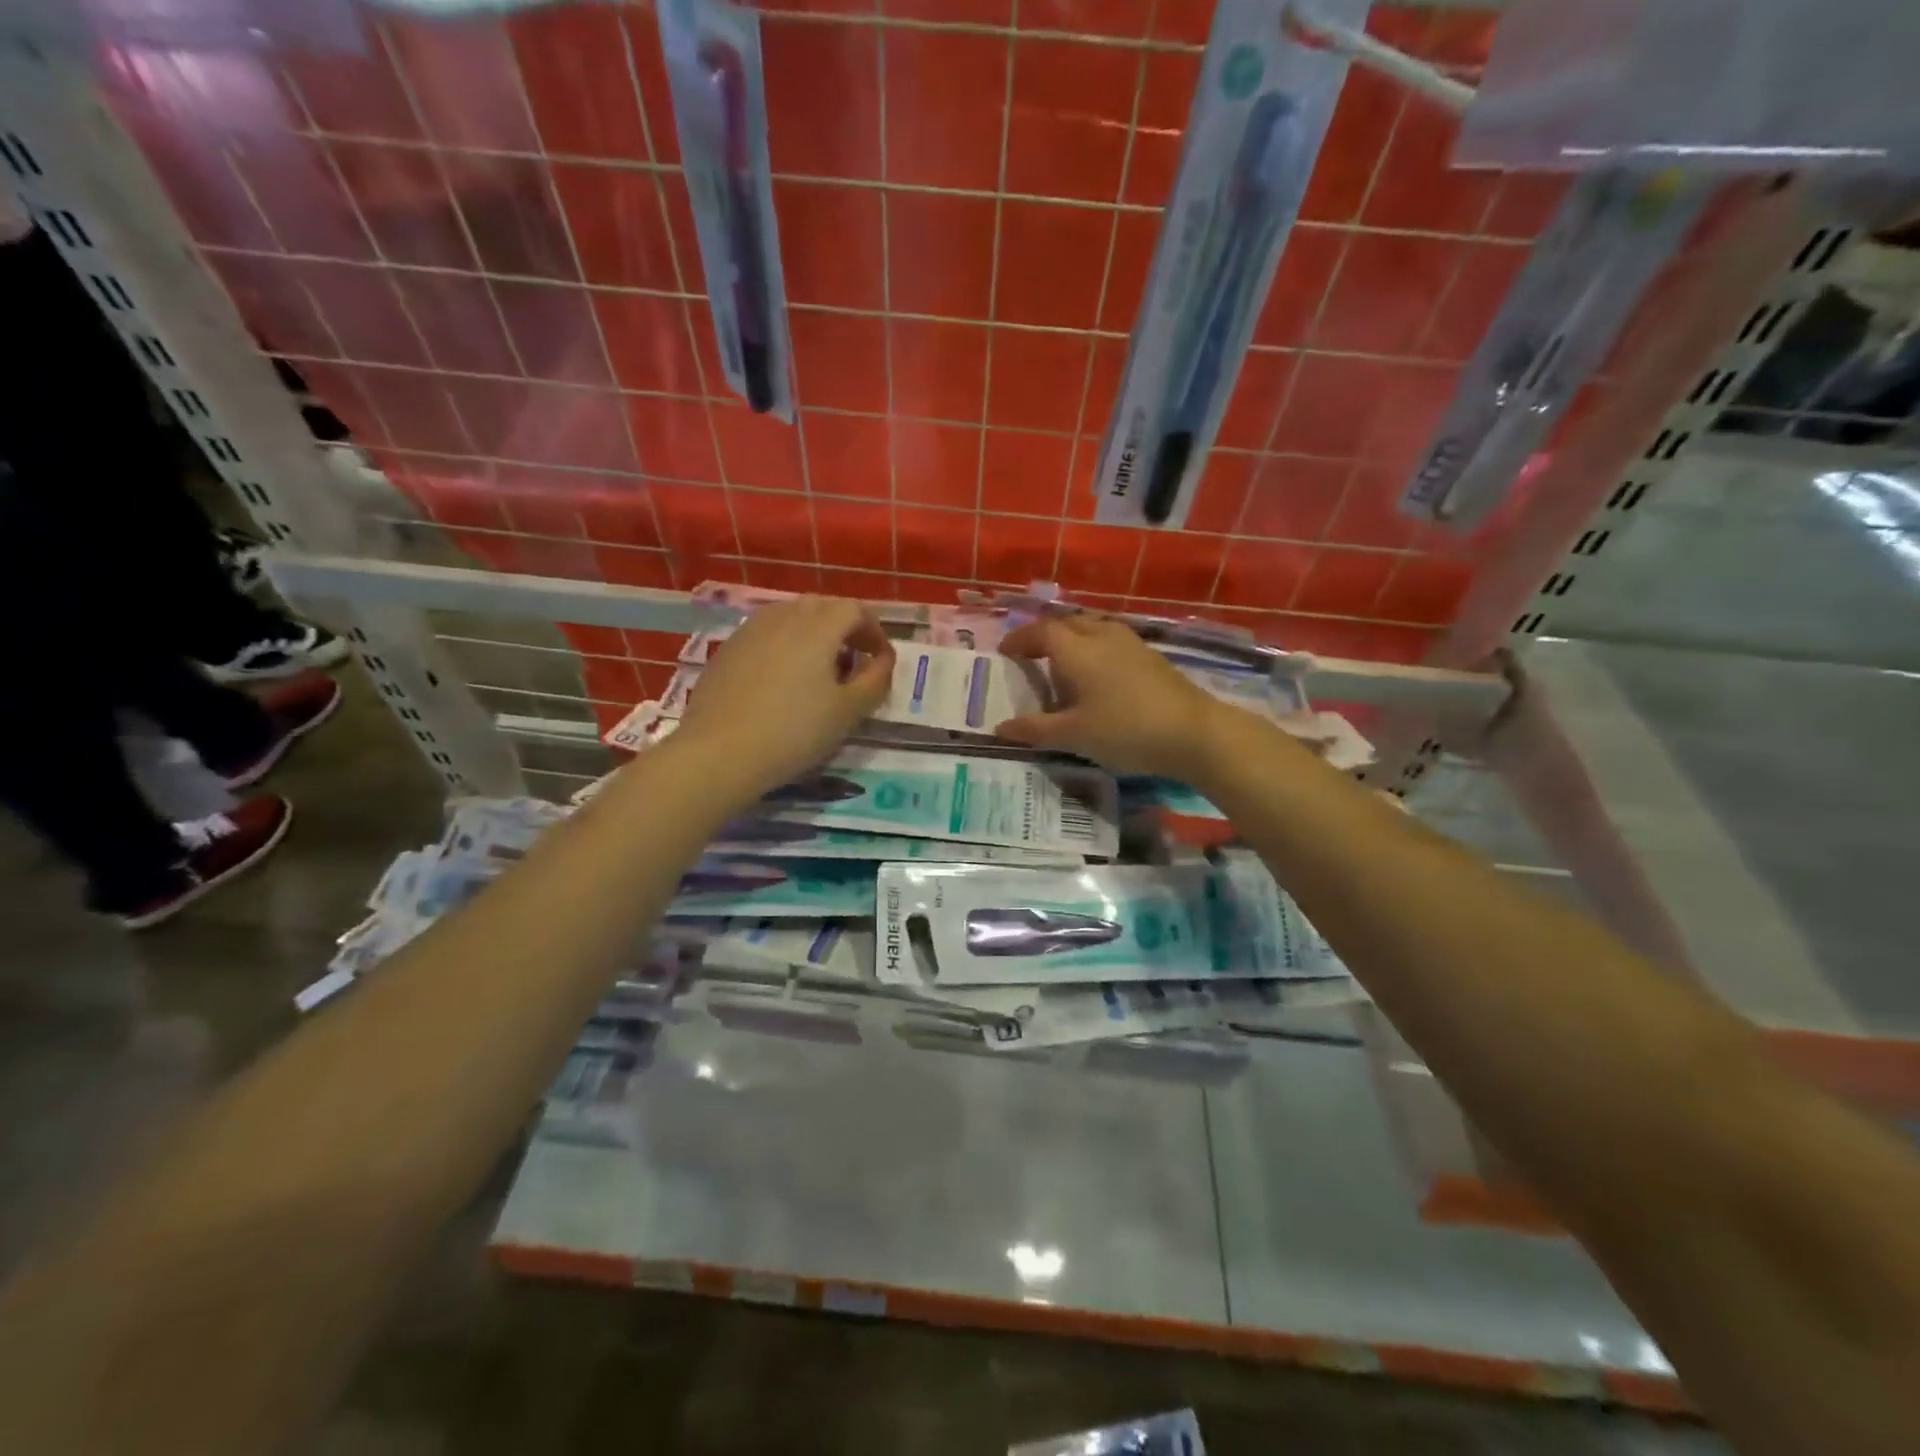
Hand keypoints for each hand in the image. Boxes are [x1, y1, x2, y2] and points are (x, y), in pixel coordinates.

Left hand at [678, 596, 893, 797]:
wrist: (719, 752)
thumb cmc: (794, 731)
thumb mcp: (848, 712)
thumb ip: (875, 680)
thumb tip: (883, 660)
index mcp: (818, 626)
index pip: (855, 609)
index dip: (874, 631)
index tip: (881, 660)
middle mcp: (784, 616)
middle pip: (823, 607)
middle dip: (845, 629)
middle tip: (854, 662)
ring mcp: (750, 629)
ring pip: (792, 616)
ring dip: (814, 634)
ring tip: (819, 670)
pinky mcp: (728, 648)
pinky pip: (767, 633)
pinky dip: (785, 644)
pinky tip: (783, 680)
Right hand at [994, 614, 1225, 778]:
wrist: (1195, 733)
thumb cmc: (1126, 730)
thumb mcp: (1074, 735)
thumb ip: (1036, 729)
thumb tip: (1000, 728)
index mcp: (1078, 649)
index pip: (1041, 632)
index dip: (1020, 639)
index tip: (1005, 652)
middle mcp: (1102, 636)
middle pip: (1067, 624)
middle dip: (1045, 637)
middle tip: (1031, 658)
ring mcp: (1131, 644)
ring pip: (1093, 629)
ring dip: (1072, 641)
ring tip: (1063, 666)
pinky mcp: (1151, 657)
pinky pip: (1111, 641)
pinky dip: (1094, 650)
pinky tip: (1098, 677)